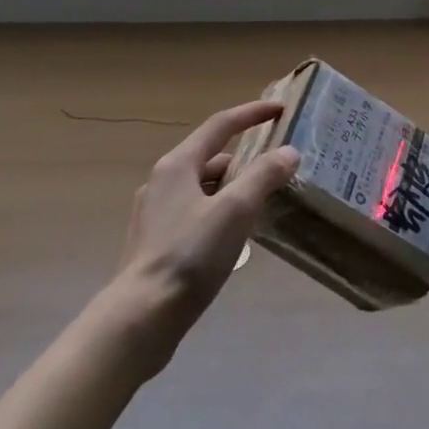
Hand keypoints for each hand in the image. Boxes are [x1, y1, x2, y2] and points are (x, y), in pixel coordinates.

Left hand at [104, 100, 299, 370]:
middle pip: (212, 158)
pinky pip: (195, 213)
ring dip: (233, 191)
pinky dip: (219, 214)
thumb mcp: (235, 211)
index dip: (252, 114)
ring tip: (262, 208)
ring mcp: (156, 213)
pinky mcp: (155, 243)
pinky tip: (234, 239)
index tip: (280, 110)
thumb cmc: (189, 256)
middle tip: (278, 172)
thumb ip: (263, 176)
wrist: (140, 318)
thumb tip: (288, 152)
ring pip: (204, 188)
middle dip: (246, 161)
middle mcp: (162, 181)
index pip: (220, 125)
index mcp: (178, 164)